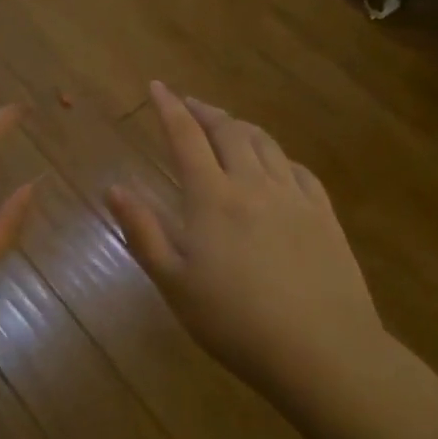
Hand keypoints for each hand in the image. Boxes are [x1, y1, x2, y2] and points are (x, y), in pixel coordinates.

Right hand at [107, 81, 387, 410]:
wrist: (322, 352)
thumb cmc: (236, 323)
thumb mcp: (175, 284)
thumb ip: (143, 232)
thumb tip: (113, 188)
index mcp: (212, 198)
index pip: (186, 136)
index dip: (170, 107)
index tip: (157, 86)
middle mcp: (253, 184)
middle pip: (228, 131)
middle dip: (205, 111)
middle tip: (190, 104)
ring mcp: (293, 196)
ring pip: (265, 143)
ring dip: (241, 127)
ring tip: (228, 126)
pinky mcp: (324, 214)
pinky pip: (298, 169)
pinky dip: (278, 156)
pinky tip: (276, 165)